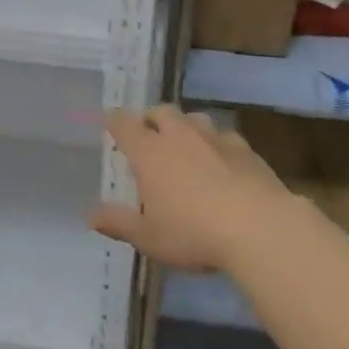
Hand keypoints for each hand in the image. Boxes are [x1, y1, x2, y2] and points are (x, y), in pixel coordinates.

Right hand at [91, 106, 319, 274]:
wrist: (259, 228)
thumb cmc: (193, 233)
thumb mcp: (148, 237)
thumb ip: (118, 223)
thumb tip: (90, 215)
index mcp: (150, 153)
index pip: (124, 124)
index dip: (114, 120)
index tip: (109, 121)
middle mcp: (181, 136)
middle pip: (162, 112)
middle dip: (151, 118)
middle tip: (148, 135)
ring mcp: (216, 139)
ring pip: (195, 119)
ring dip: (185, 126)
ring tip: (184, 145)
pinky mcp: (246, 150)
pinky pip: (225, 137)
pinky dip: (216, 143)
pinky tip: (221, 161)